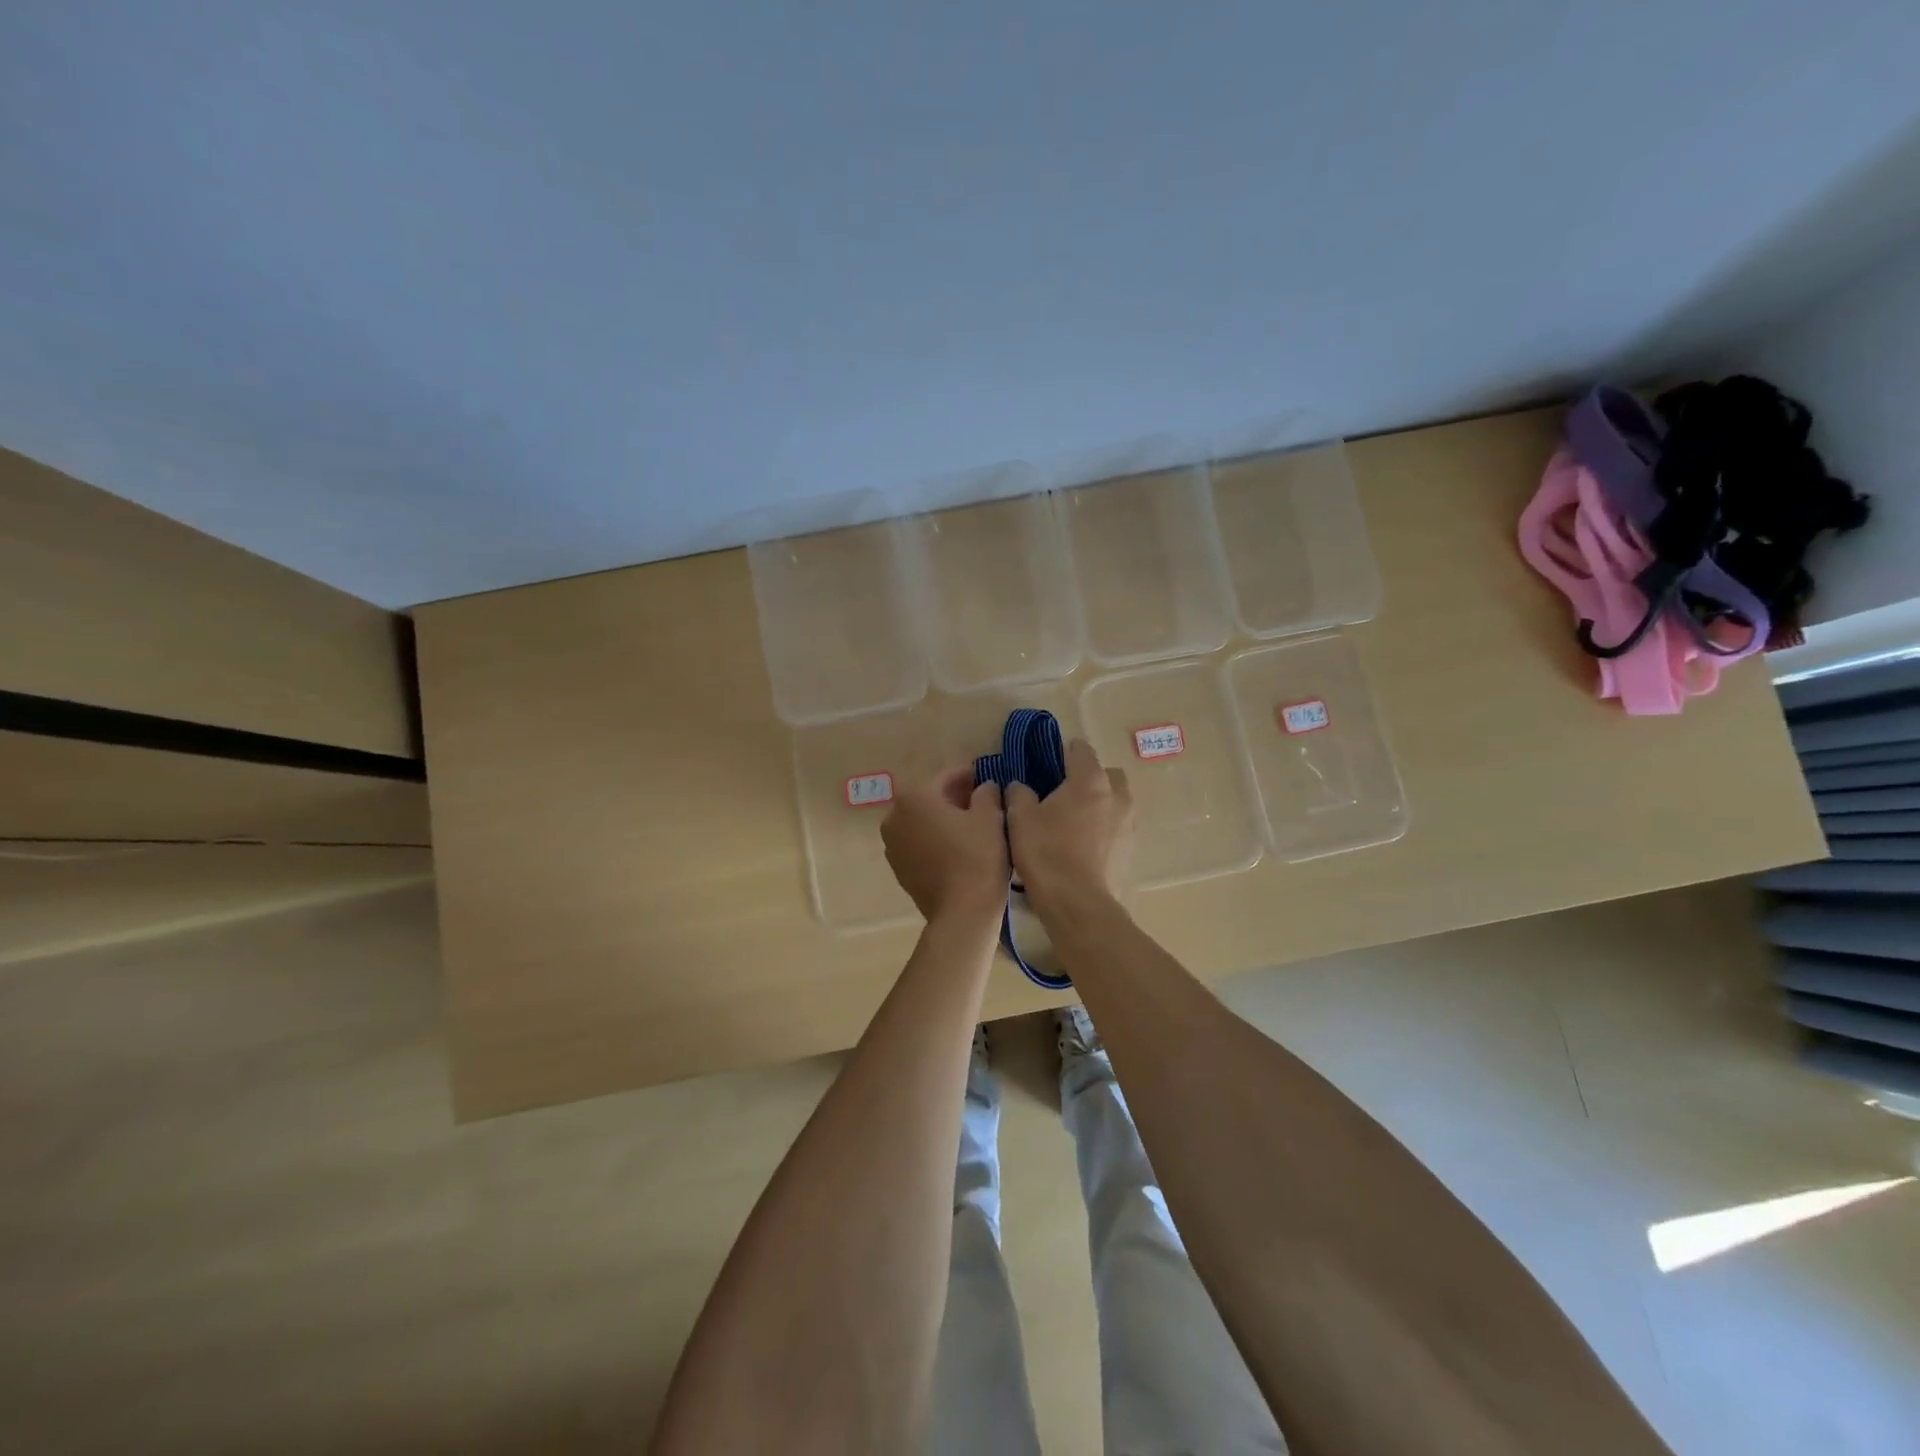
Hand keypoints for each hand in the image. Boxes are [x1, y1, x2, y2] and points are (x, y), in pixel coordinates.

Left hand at [881, 767, 1009, 921]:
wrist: (962, 913)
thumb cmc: (977, 857)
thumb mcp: (991, 816)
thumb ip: (986, 792)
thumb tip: (983, 787)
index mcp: (914, 797)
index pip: (946, 777)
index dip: (969, 777)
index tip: (987, 781)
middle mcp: (894, 816)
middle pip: (930, 799)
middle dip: (954, 799)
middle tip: (983, 805)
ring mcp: (892, 845)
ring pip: (922, 822)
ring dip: (943, 820)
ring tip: (972, 828)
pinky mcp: (898, 869)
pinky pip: (919, 844)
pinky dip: (935, 841)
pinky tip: (957, 849)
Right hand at [1004, 738, 1132, 913]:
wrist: (1079, 905)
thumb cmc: (1046, 854)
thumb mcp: (1019, 819)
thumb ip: (1019, 794)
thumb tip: (1020, 787)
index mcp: (1090, 780)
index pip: (1081, 750)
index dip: (1064, 752)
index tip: (1049, 764)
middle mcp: (1117, 795)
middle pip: (1106, 774)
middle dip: (1089, 779)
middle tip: (1064, 796)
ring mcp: (1130, 824)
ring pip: (1116, 802)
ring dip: (1100, 806)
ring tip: (1075, 825)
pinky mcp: (1133, 850)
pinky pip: (1119, 829)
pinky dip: (1105, 832)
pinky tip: (1085, 850)